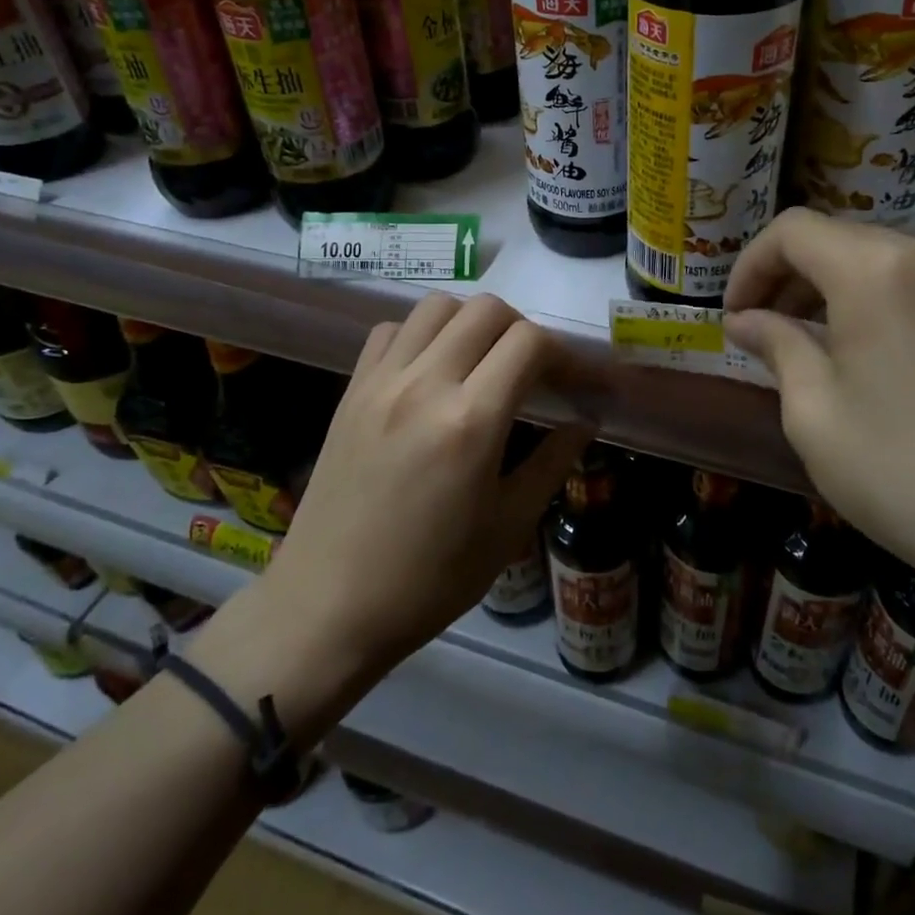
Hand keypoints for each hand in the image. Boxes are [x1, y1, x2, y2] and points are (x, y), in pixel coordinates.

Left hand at [249, 294, 591, 675]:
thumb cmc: (430, 579)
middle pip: (487, 311)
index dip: (566, 355)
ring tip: (483, 363)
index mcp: (470, 421)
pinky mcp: (351, 390)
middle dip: (524, 331)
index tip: (578, 382)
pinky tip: (430, 371)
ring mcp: (381, 382)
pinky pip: (391, 331)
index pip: (529, 343)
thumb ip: (552, 463)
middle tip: (534, 372)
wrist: (329, 606)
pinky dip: (421, 334)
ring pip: (437, 307)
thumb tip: (586, 422)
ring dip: (472, 323)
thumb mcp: (507, 527)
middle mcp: (424, 384)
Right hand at [723, 208, 914, 598]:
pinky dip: (876, 300)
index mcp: (877, 271)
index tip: (734, 316)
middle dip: (788, 276)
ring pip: (880, 259)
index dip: (750, 265)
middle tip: (761, 331)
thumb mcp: (814, 411)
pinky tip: (866, 353)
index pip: (793, 231)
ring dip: (831, 288)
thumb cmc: (901, 471)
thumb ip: (776, 346)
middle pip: (838, 239)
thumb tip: (746, 320)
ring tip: (808, 344)